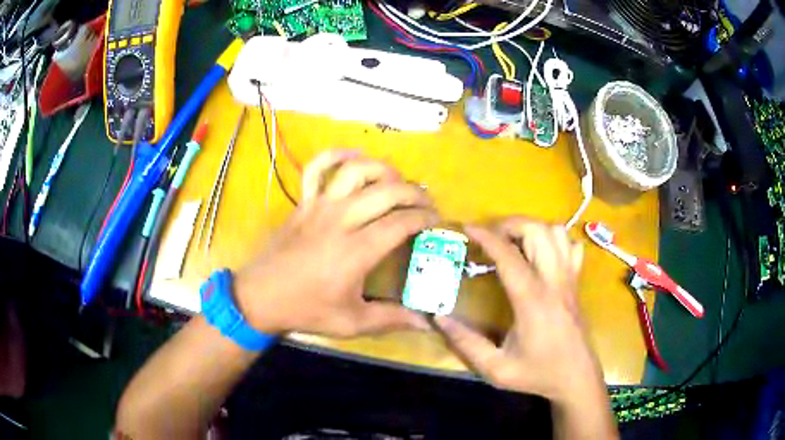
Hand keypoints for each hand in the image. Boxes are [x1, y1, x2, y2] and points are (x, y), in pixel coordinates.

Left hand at [234, 151, 435, 337]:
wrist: (259, 297)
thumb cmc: (306, 310)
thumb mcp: (352, 323)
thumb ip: (392, 319)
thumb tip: (427, 322)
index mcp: (356, 251)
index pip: (400, 223)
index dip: (424, 218)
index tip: (437, 221)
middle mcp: (340, 220)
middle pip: (387, 191)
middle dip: (415, 192)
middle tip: (426, 203)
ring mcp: (319, 206)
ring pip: (356, 171)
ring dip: (383, 170)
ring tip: (397, 180)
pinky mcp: (303, 202)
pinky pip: (316, 168)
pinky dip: (336, 155)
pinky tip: (353, 157)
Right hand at [435, 219, 603, 402]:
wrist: (576, 377)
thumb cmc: (538, 373)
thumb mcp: (496, 368)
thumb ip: (465, 343)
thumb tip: (438, 317)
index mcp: (533, 301)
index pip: (509, 256)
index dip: (487, 236)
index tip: (467, 227)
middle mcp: (554, 282)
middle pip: (537, 231)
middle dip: (510, 224)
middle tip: (491, 237)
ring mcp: (569, 279)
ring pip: (557, 233)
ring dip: (533, 229)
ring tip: (514, 242)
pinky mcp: (577, 282)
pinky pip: (572, 246)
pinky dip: (555, 239)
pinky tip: (541, 253)